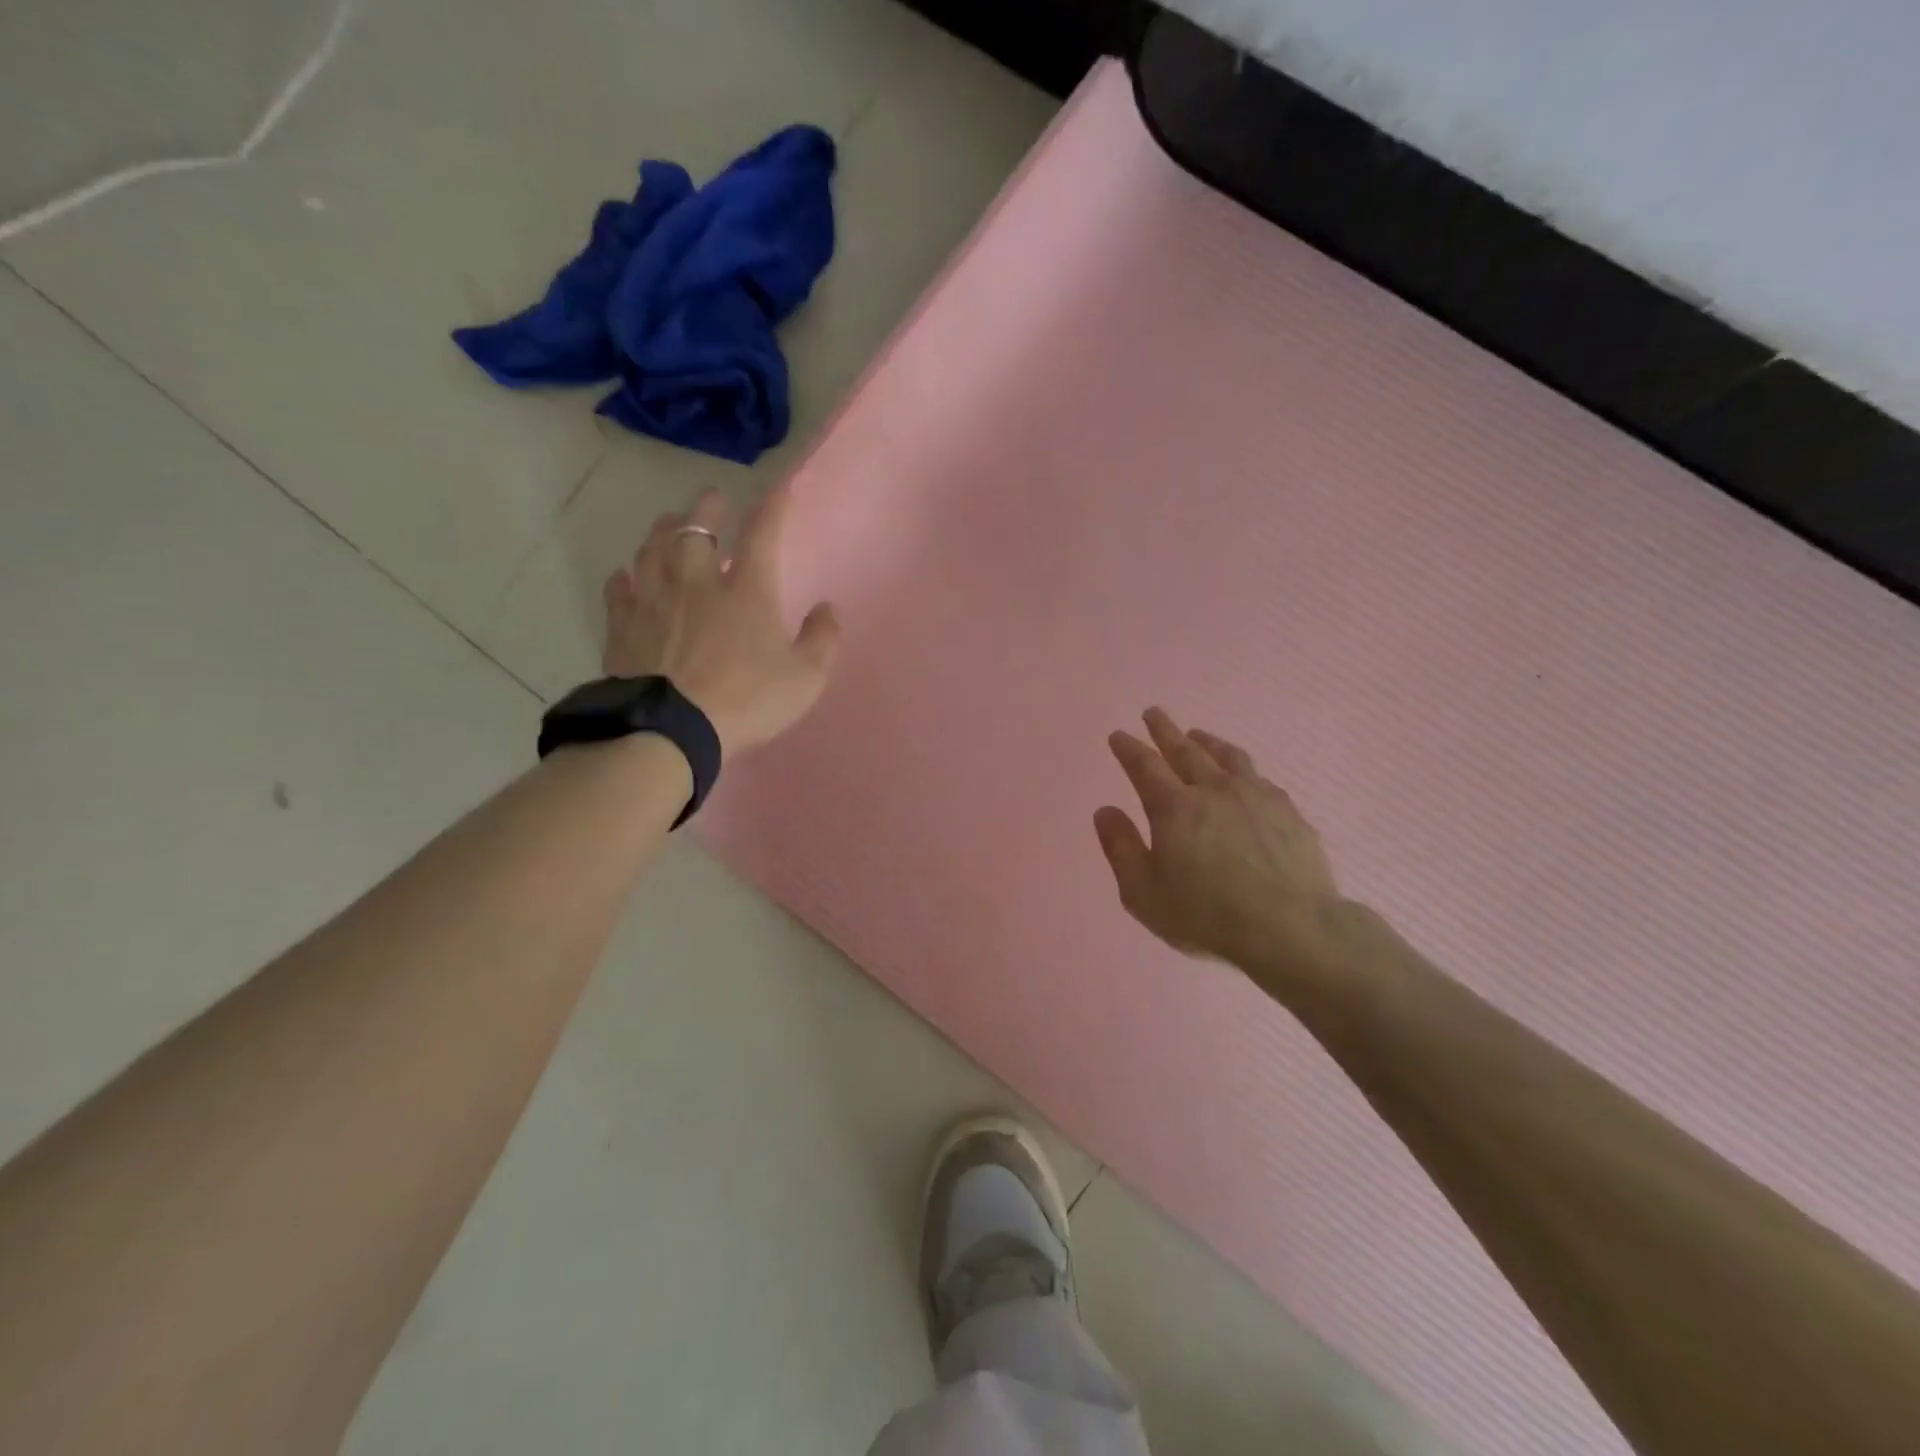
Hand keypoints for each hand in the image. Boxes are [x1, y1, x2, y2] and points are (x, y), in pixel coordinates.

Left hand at [602, 487, 838, 755]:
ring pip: (653, 549)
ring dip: (663, 530)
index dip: (771, 509)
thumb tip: (828, 608)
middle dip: (707, 507)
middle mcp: (697, 583)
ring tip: (668, 521)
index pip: (762, 535)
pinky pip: (618, 590)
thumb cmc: (746, 701)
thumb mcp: (804, 679)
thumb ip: (822, 640)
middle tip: (712, 496)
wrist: (670, 729)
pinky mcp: (623, 626)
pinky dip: (623, 577)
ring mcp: (654, 601)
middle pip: (697, 529)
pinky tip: (624, 575)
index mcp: (746, 591)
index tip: (778, 491)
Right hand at [1095, 708, 1347, 991]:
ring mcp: (1255, 796)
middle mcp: (1213, 790)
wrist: (1289, 929)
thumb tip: (1105, 811)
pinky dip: (1241, 768)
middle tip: (1153, 713)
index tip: (1118, 735)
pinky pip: (1258, 777)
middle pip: (1185, 750)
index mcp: (1173, 808)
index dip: (1128, 748)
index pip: (1144, 766)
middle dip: (1165, 730)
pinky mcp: (1287, 810)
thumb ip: (1121, 848)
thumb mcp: (1143, 893)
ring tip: (1197, 734)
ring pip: (1226, 756)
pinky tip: (1243, 775)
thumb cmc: (1206, 915)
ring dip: (1206, 741)